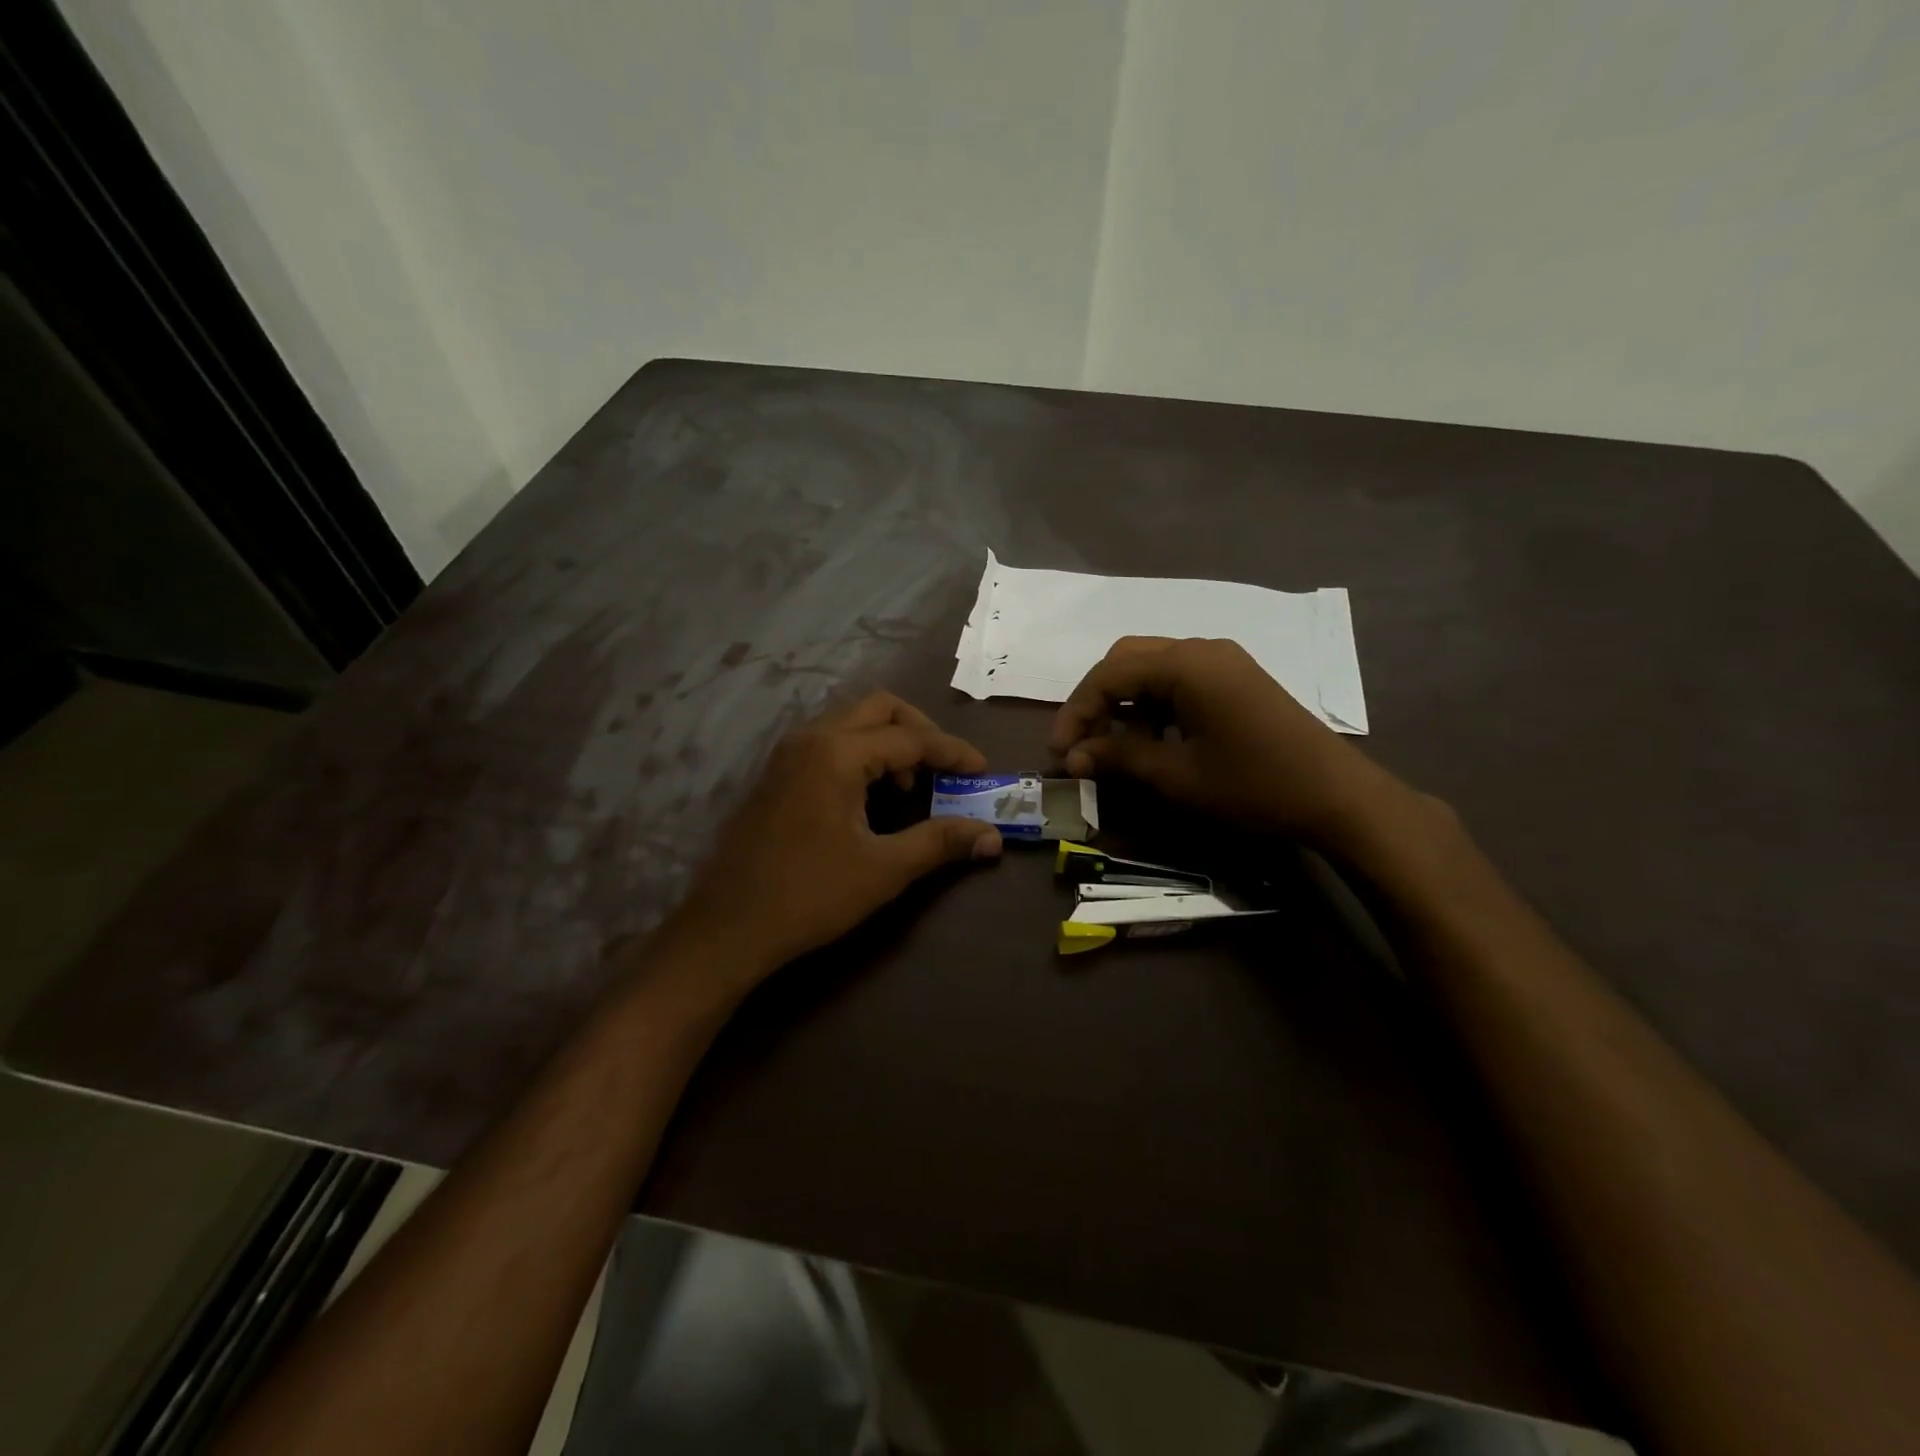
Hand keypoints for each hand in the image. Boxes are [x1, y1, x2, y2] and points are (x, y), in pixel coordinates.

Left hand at [666, 692, 1002, 986]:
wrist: (727, 928)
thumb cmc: (809, 896)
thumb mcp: (884, 870)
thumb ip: (940, 842)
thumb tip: (992, 837)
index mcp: (837, 753)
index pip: (911, 737)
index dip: (953, 752)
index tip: (982, 771)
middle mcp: (811, 738)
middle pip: (880, 708)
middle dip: (920, 731)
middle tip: (946, 767)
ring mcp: (788, 754)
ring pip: (852, 722)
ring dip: (889, 742)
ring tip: (911, 786)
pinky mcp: (777, 774)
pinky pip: (830, 742)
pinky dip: (862, 754)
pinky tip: (872, 796)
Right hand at [1049, 637, 1401, 846]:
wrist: (1337, 796)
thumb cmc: (1253, 785)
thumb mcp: (1177, 776)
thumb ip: (1119, 758)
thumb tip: (1074, 757)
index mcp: (1186, 664)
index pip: (1109, 675)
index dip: (1075, 713)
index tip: (1058, 753)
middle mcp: (1201, 649)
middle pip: (1127, 660)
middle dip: (1097, 701)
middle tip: (1082, 744)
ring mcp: (1223, 661)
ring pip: (1152, 668)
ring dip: (1124, 703)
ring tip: (1114, 748)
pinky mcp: (1236, 679)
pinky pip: (1179, 679)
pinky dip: (1154, 704)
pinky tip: (1154, 739)